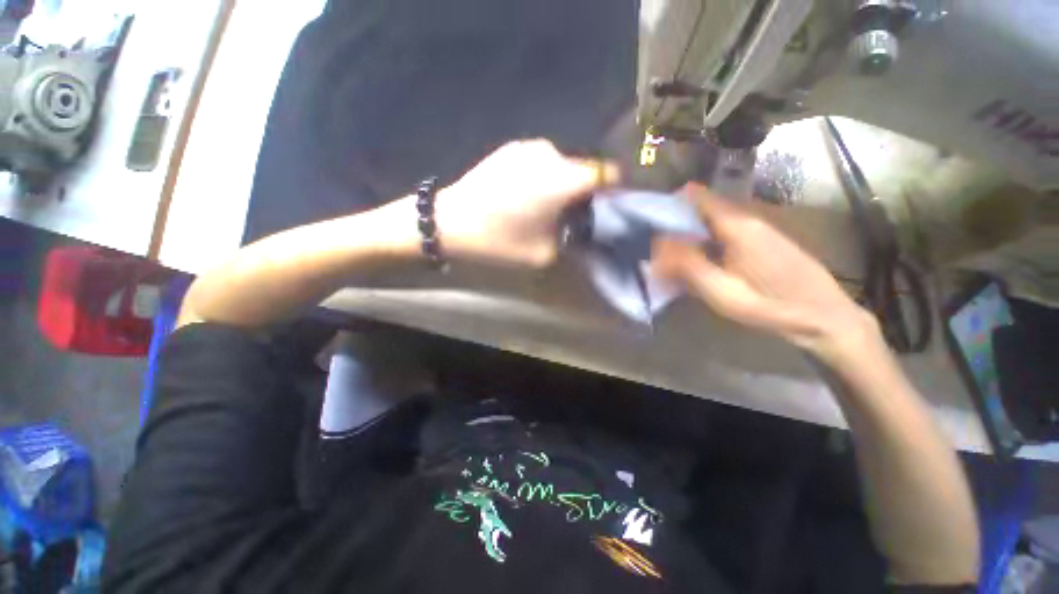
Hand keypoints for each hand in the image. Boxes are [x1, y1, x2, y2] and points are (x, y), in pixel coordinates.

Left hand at [436, 139, 617, 267]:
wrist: (449, 221)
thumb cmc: (499, 241)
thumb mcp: (544, 254)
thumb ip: (572, 239)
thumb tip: (583, 227)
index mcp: (564, 179)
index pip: (610, 174)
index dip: (617, 191)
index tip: (611, 209)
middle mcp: (552, 153)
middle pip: (585, 170)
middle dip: (587, 192)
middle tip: (575, 216)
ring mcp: (530, 146)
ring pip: (563, 165)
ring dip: (564, 184)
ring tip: (548, 207)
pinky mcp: (513, 147)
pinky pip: (542, 162)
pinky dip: (545, 177)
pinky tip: (527, 195)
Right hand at [651, 184, 877, 362]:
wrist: (825, 318)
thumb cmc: (772, 307)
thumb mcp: (723, 292)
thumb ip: (688, 266)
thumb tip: (658, 244)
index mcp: (737, 225)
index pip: (696, 196)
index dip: (670, 204)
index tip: (649, 222)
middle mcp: (747, 219)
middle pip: (702, 208)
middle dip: (675, 222)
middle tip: (655, 247)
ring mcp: (757, 229)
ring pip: (711, 221)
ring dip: (689, 233)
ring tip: (670, 256)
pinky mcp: (762, 241)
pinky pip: (723, 232)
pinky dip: (704, 242)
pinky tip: (698, 263)